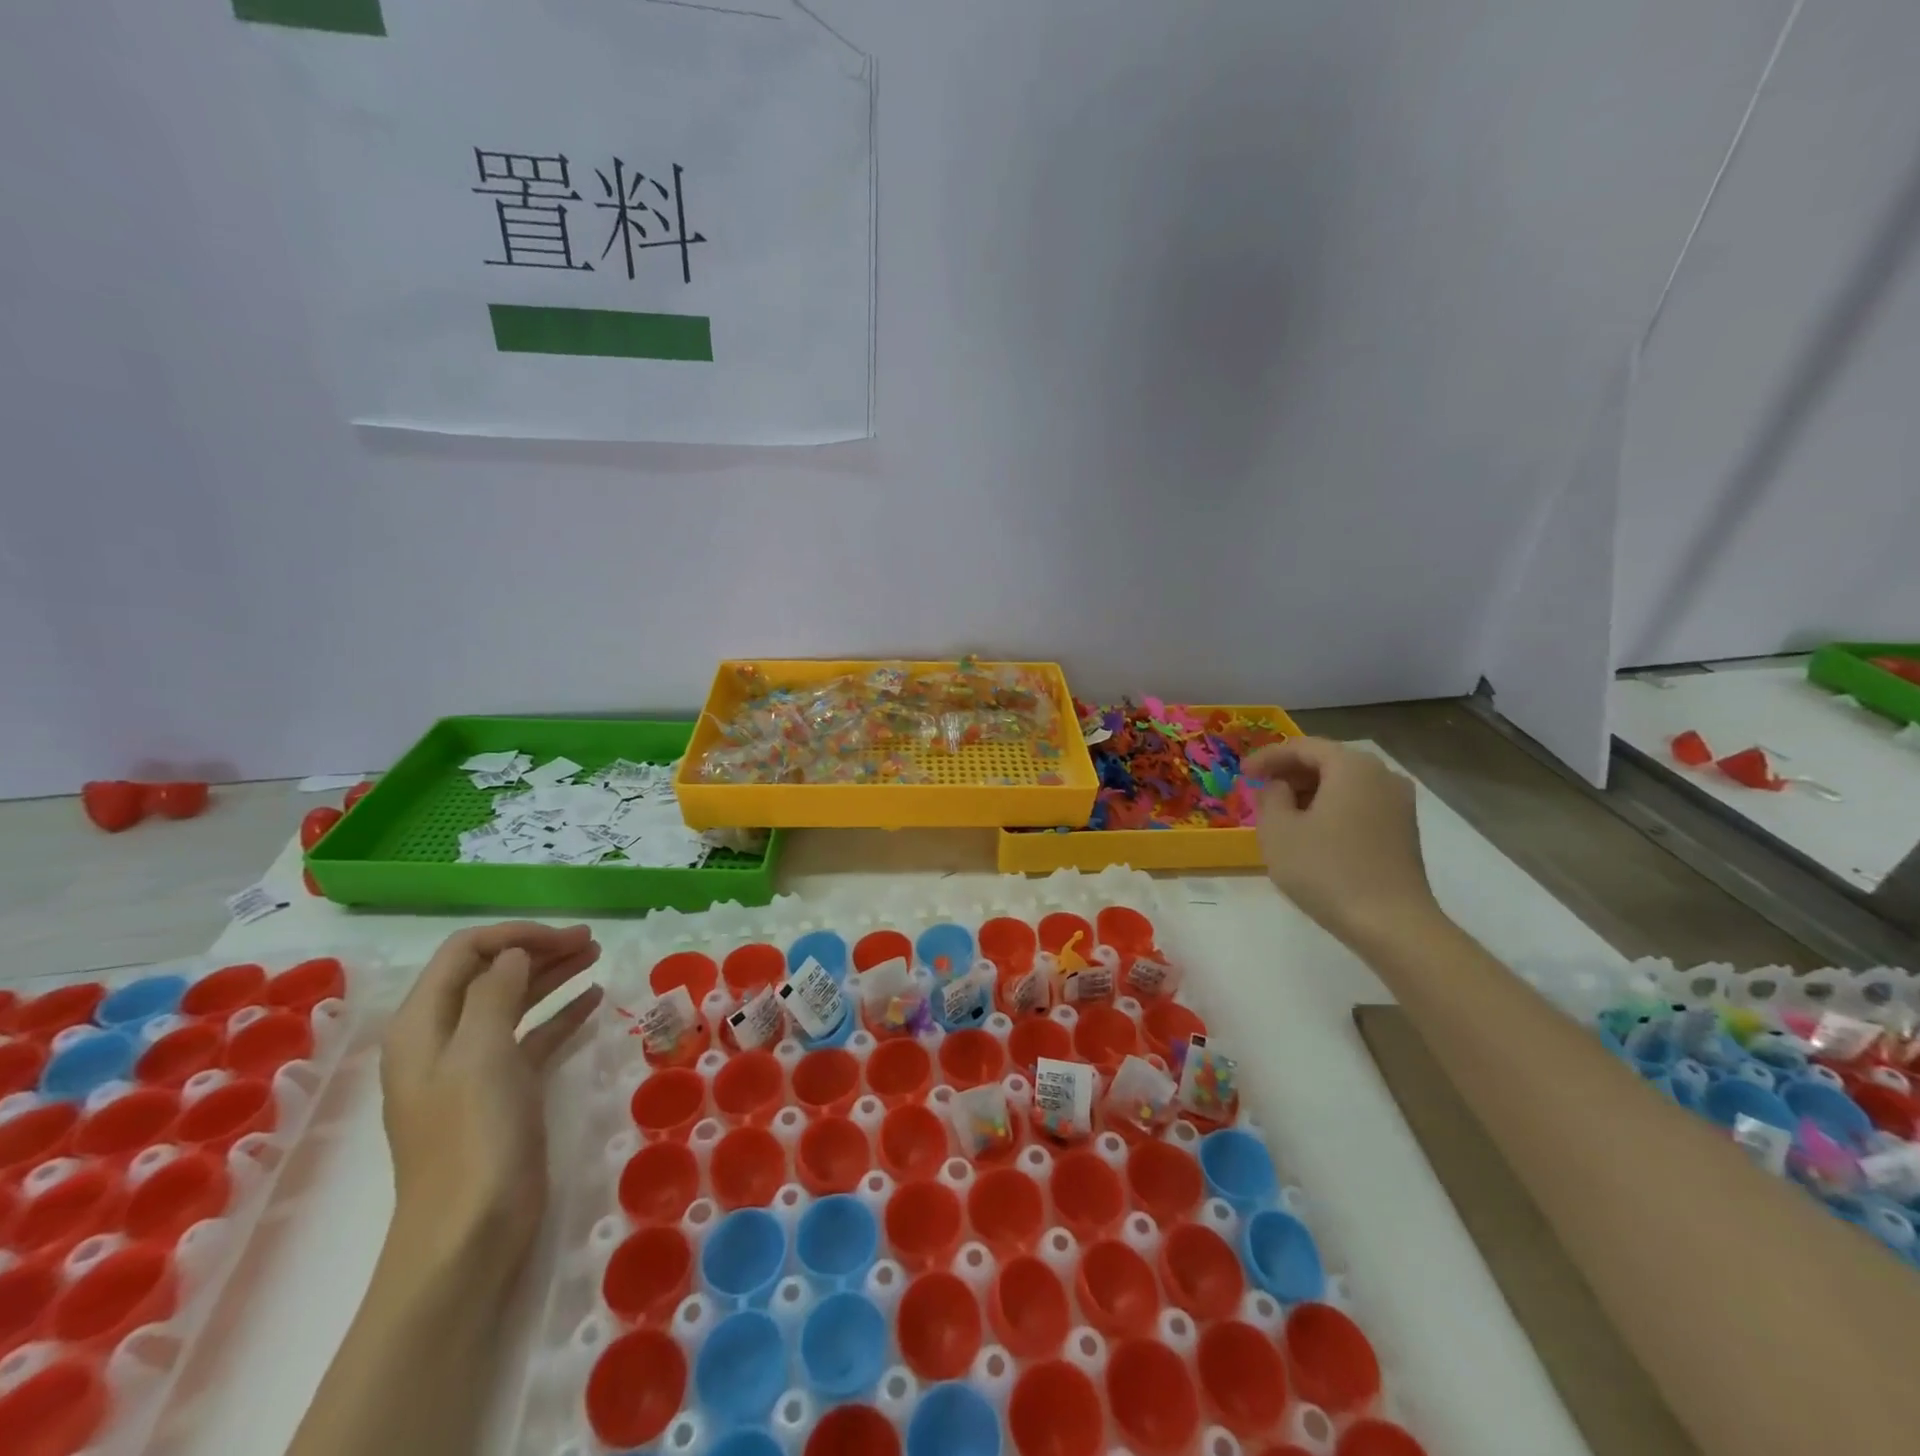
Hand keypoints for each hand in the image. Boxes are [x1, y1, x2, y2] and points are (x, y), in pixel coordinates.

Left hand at [379, 922, 603, 1275]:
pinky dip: (562, 1013)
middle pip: (491, 973)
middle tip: (591, 942)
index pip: (465, 953)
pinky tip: (594, 998)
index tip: (565, 937)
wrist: (470, 1231)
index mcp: (423, 1025)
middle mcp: (445, 1038)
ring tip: (597, 957)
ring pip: (516, 1001)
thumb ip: (495, 992)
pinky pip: (534, 1036)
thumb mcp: (481, 1053)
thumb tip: (514, 954)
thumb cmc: (472, 1135)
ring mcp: (475, 1067)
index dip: (514, 936)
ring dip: (553, 975)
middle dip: (538, 950)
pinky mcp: (505, 1090)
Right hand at [1243, 738, 1438, 946]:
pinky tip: (1312, 831)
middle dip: (1289, 773)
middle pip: (1327, 761)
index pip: (1302, 747)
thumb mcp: (1278, 830)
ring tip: (1281, 812)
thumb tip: (1279, 788)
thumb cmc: (1326, 870)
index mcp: (1351, 766)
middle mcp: (1381, 775)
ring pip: (1344, 783)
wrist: (1391, 924)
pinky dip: (1331, 807)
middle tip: (1259, 790)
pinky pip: (1359, 804)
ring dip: (1310, 791)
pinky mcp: (1404, 830)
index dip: (1267, 757)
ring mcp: (1399, 803)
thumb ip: (1270, 797)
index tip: (1242, 773)